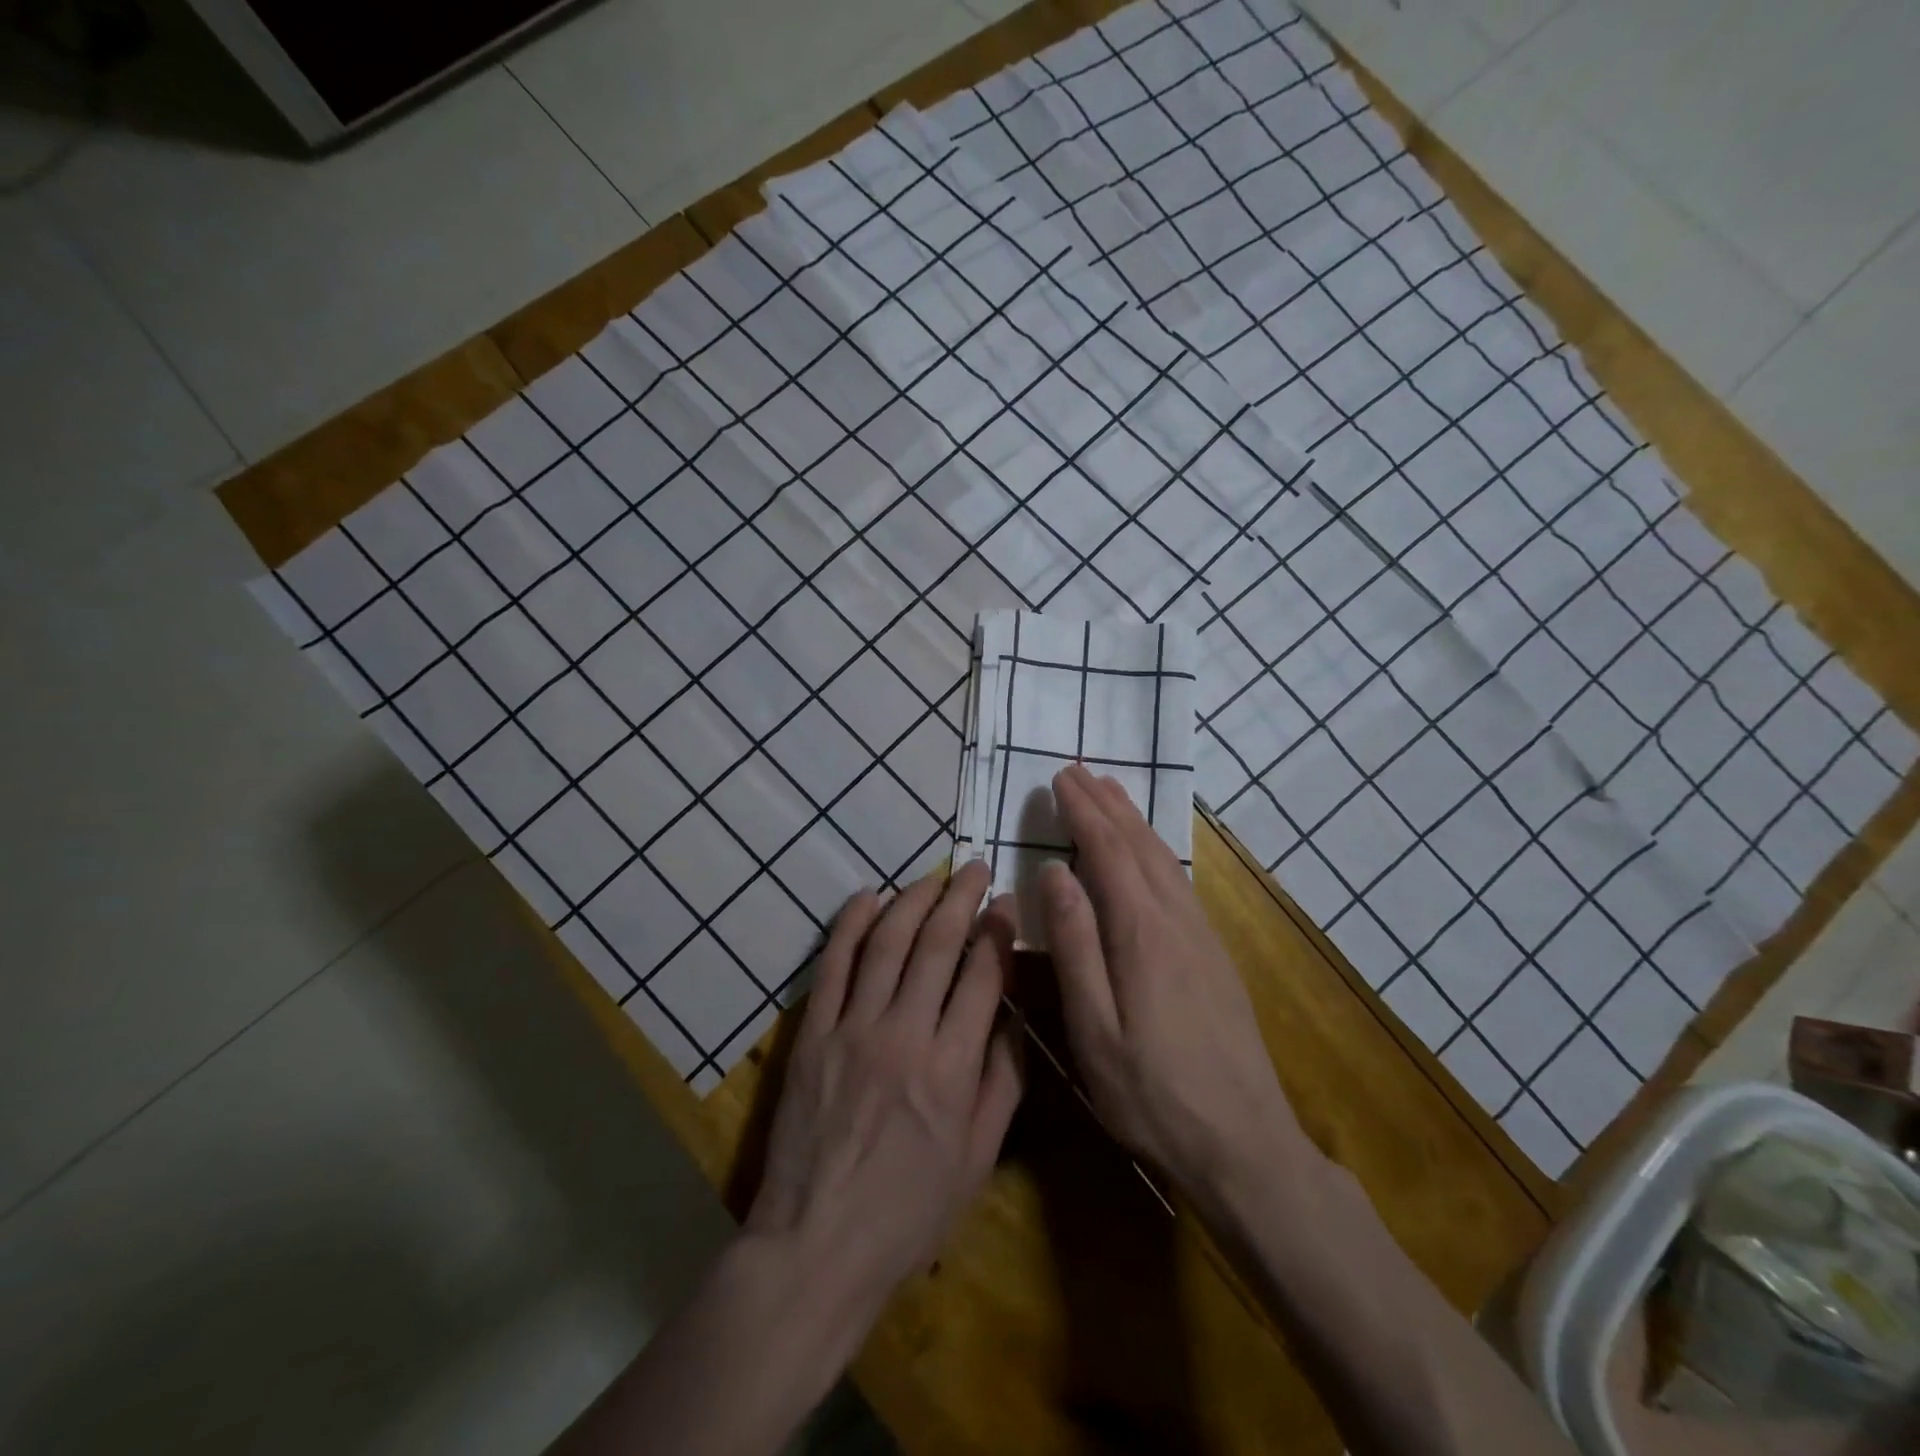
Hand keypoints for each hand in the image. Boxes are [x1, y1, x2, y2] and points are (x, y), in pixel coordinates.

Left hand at [745, 861, 1024, 1323]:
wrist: (816, 1245)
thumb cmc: (908, 1212)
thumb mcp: (978, 1159)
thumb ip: (1003, 1082)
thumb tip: (1015, 1018)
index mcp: (953, 1068)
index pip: (983, 976)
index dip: (998, 932)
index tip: (1006, 904)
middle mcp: (905, 1035)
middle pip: (938, 946)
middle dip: (962, 898)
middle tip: (976, 868)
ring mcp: (853, 1029)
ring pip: (888, 944)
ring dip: (913, 900)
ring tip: (933, 876)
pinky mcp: (813, 1033)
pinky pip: (833, 966)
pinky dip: (850, 925)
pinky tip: (868, 897)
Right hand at [1040, 765, 1308, 1202]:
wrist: (1244, 1144)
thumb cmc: (1152, 1094)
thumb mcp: (1094, 1028)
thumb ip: (1074, 945)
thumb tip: (1054, 873)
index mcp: (1141, 932)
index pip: (1107, 852)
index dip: (1083, 812)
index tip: (1060, 778)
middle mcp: (1176, 920)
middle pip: (1138, 845)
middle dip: (1106, 803)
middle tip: (1079, 770)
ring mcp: (1202, 936)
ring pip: (1164, 859)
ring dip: (1134, 820)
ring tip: (1112, 791)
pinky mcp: (1215, 954)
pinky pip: (1180, 880)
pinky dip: (1157, 849)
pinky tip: (1150, 852)